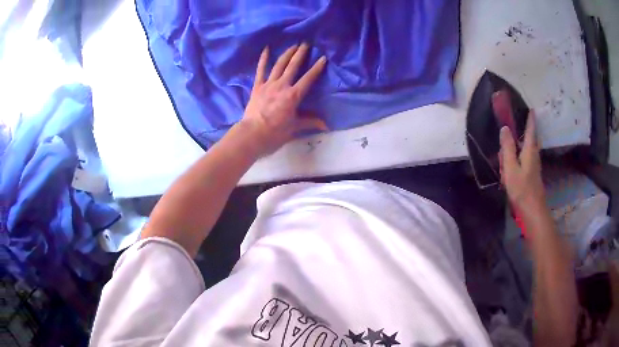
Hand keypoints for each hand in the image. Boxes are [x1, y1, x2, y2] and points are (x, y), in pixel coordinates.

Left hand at [240, 43, 326, 156]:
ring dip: (287, 54)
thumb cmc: (275, 133)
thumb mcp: (295, 128)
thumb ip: (310, 122)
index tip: (323, 58)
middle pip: (293, 66)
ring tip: (293, 45)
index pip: (308, 78)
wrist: (252, 135)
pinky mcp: (257, 87)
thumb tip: (326, 126)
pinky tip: (266, 49)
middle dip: (300, 54)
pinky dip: (263, 59)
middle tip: (306, 43)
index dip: (317, 68)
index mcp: (293, 96)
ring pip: (279, 65)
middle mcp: (282, 86)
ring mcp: (268, 84)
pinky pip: (260, 70)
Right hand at [499, 109, 544, 215]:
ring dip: (518, 149)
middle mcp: (534, 156)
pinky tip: (510, 169)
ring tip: (506, 157)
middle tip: (515, 132)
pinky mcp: (532, 175)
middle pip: (530, 140)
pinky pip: (524, 161)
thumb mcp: (510, 167)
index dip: (531, 119)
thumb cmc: (521, 188)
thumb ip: (507, 148)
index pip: (531, 130)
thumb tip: (505, 128)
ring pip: (526, 151)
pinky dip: (517, 159)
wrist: (532, 211)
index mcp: (529, 151)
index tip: (532, 109)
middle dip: (525, 134)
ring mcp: (534, 166)